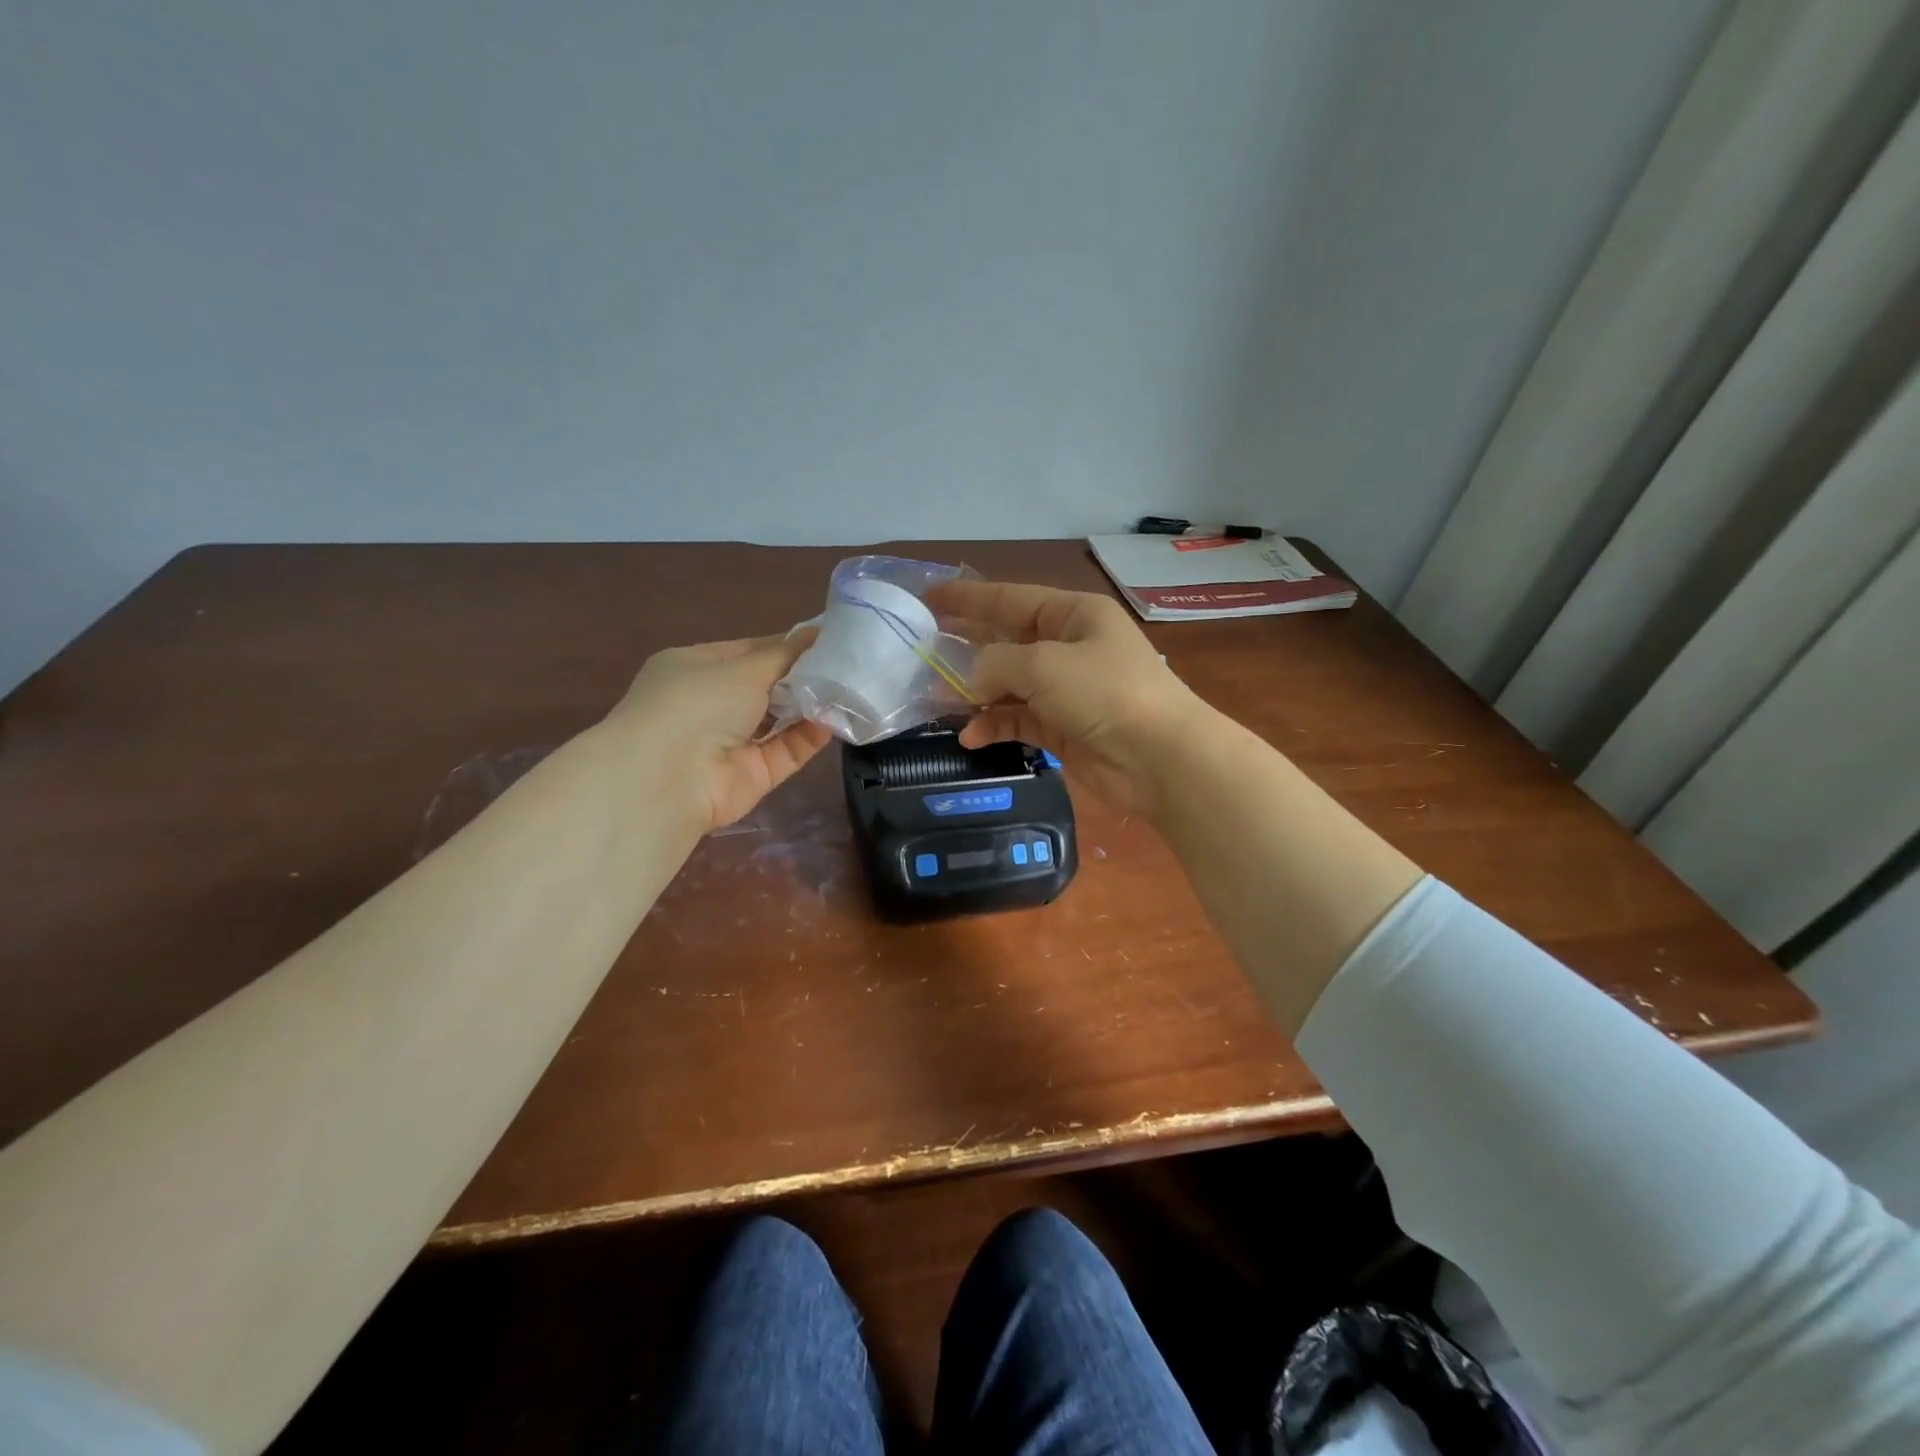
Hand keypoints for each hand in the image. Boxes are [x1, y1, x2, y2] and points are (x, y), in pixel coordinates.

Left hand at [605, 632, 831, 830]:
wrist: (668, 779)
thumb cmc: (697, 703)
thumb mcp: (743, 668)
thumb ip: (785, 654)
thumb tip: (817, 632)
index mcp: (694, 668)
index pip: (747, 652)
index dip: (786, 645)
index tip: (827, 640)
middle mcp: (709, 705)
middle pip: (766, 687)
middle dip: (803, 677)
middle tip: (846, 665)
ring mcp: (729, 743)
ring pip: (778, 721)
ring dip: (809, 707)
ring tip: (848, 690)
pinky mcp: (750, 776)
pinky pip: (785, 751)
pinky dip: (808, 737)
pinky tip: (834, 720)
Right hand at [928, 580, 1213, 817]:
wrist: (1159, 758)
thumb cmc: (1104, 692)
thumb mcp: (1044, 664)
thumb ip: (996, 663)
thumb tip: (972, 679)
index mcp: (1074, 614)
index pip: (1011, 599)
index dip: (968, 597)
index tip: (929, 597)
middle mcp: (1069, 647)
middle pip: (1008, 641)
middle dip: (968, 649)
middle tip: (923, 653)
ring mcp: (1067, 690)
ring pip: (1009, 685)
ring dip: (977, 695)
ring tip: (939, 703)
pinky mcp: (1064, 728)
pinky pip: (1019, 719)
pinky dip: (995, 726)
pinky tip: (971, 737)